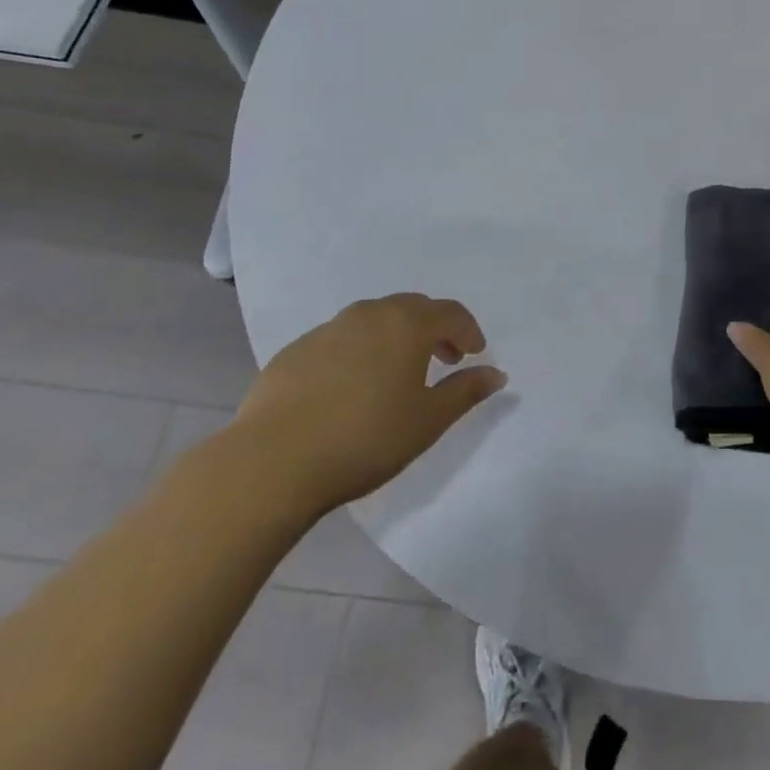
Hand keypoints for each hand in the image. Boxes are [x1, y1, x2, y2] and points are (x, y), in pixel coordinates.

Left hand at [230, 294, 505, 517]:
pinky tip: (349, 389)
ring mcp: (328, 329)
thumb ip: (466, 391)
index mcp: (407, 323)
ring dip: (394, 338)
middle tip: (442, 360)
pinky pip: (339, 340)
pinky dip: (357, 353)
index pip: (450, 313)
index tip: (474, 355)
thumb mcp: (428, 420)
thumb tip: (497, 374)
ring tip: (395, 375)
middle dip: (433, 329)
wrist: (272, 461)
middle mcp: (369, 314)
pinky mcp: (294, 351)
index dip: (468, 331)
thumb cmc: (366, 438)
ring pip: (373, 321)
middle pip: (412, 308)